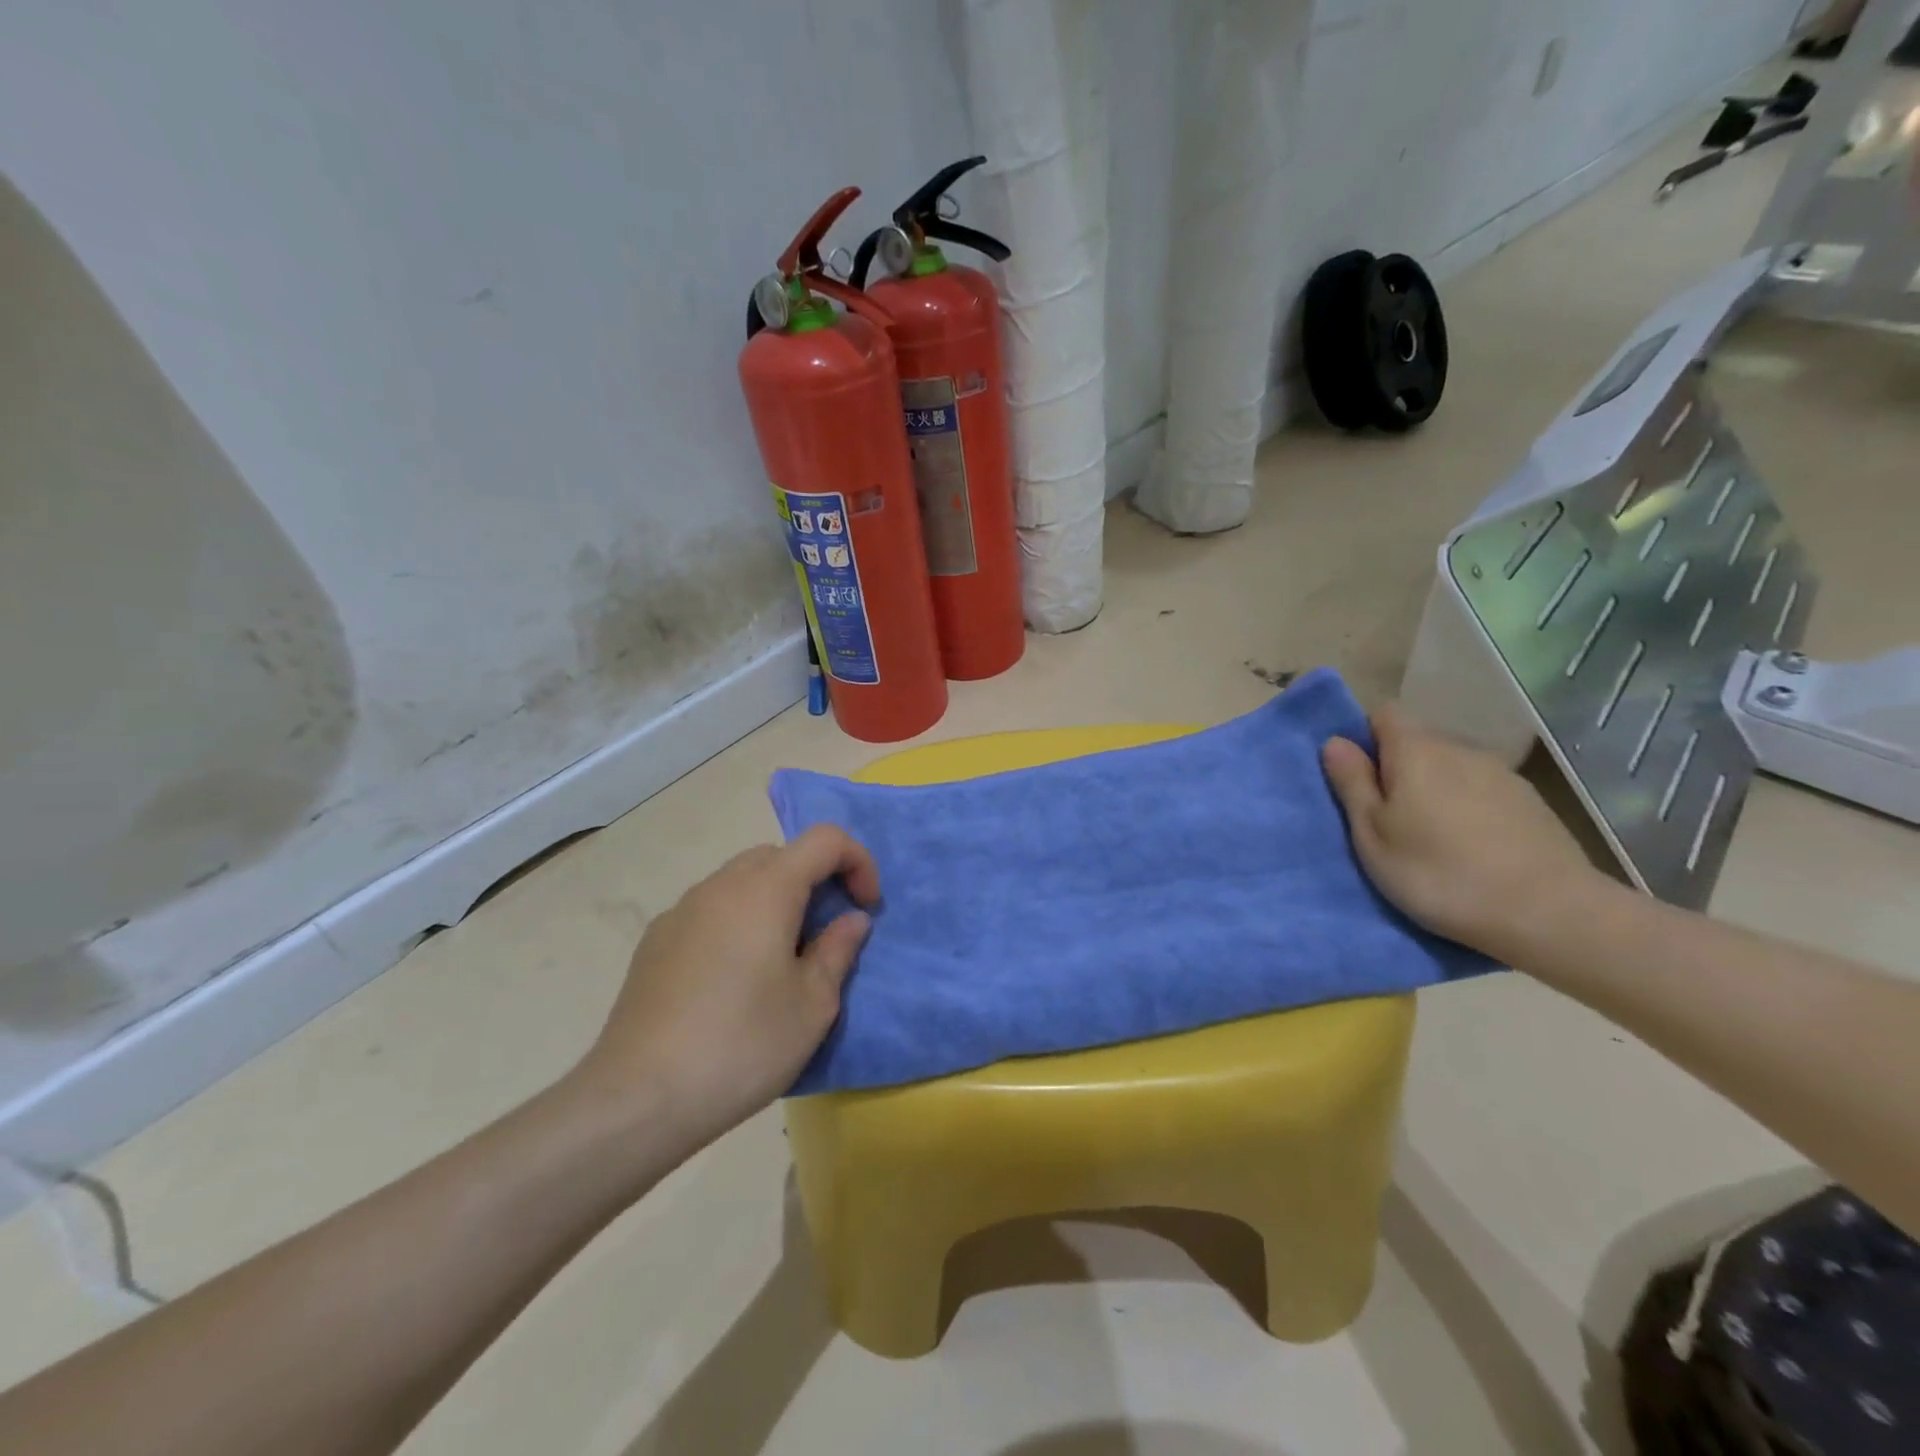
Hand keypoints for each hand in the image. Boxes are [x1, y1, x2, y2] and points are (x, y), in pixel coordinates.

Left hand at [571, 826, 878, 1153]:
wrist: (639, 1097)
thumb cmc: (742, 1045)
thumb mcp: (812, 1005)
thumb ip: (838, 950)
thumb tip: (851, 919)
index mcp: (766, 889)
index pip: (825, 840)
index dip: (858, 862)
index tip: (865, 908)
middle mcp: (721, 885)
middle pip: (781, 856)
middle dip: (815, 881)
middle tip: (825, 934)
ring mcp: (681, 909)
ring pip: (742, 881)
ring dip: (774, 900)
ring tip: (781, 959)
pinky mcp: (655, 940)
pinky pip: (710, 909)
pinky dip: (737, 921)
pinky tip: (732, 978)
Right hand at [1321, 702, 1601, 960]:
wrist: (1547, 913)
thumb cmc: (1437, 873)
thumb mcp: (1371, 835)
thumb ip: (1352, 783)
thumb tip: (1335, 741)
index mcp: (1415, 751)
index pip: (1384, 714)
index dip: (1366, 738)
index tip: (1358, 779)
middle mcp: (1460, 749)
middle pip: (1419, 741)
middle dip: (1398, 767)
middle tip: (1387, 817)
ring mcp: (1501, 774)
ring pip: (1452, 767)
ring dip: (1435, 788)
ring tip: (1431, 836)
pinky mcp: (1532, 802)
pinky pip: (1483, 790)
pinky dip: (1469, 806)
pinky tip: (1472, 847)